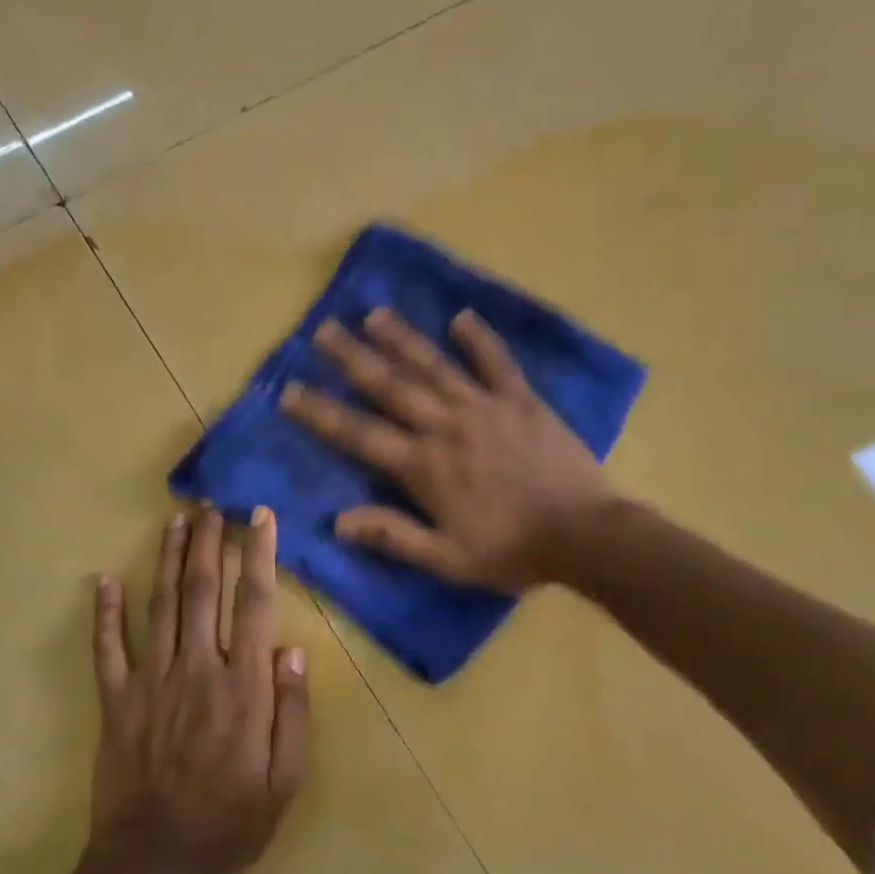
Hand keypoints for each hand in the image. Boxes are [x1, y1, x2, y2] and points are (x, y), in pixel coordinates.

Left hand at [89, 507, 309, 873]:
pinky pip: (108, 648)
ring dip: (168, 559)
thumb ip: (292, 710)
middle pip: (203, 591)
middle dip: (209, 542)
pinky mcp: (116, 699)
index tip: (259, 517)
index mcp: (242, 686)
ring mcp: (152, 681)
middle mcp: (197, 669)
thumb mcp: (284, 779)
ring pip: (161, 606)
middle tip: (211, 505)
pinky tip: (104, 580)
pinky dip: (106, 613)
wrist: (156, 861)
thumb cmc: (231, 821)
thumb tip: (292, 649)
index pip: (253, 604)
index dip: (258, 554)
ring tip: (175, 521)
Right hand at [279, 307, 623, 591]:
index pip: (359, 434)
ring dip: (402, 338)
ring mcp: (485, 408)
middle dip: (352, 358)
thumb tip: (337, 521)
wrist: (585, 536)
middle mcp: (445, 427)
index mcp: (423, 466)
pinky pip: (497, 363)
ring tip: (374, 314)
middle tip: (322, 330)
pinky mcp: (522, 401)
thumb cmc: (511, 551)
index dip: (320, 413)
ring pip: (434, 366)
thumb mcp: (446, 559)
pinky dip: (479, 340)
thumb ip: (392, 536)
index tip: (289, 390)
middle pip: (390, 386)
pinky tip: (461, 318)